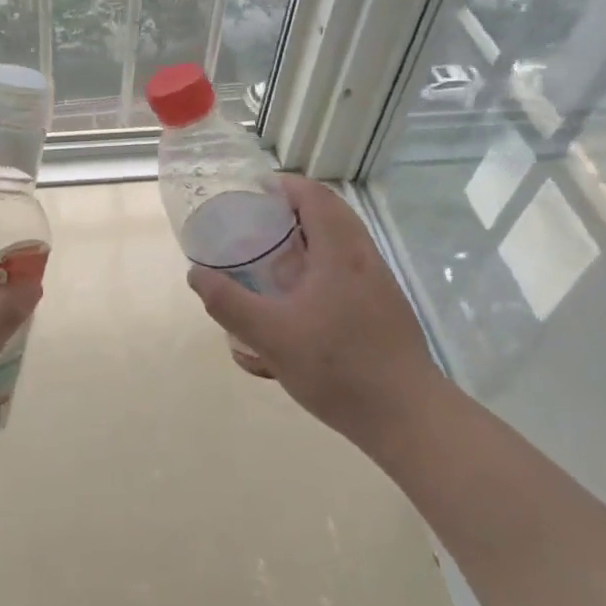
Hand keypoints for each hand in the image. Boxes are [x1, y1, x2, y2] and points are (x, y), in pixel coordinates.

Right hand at [186, 175, 439, 447]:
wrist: (409, 419)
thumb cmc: (339, 368)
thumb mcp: (271, 336)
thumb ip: (229, 303)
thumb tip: (197, 274)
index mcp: (340, 252)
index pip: (314, 196)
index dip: (283, 186)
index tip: (251, 194)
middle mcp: (364, 258)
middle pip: (329, 214)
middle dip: (291, 213)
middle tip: (257, 227)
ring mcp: (379, 284)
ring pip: (340, 244)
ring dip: (307, 242)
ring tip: (272, 264)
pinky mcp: (384, 308)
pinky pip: (348, 270)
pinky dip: (320, 269)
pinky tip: (298, 305)